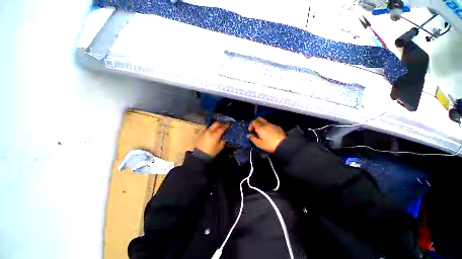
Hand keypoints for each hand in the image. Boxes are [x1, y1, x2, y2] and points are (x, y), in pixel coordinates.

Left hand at [195, 121, 228, 157]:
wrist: (199, 155)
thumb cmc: (211, 152)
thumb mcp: (220, 147)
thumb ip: (223, 140)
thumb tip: (224, 137)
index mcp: (215, 134)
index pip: (222, 128)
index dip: (226, 125)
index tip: (229, 124)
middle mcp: (210, 131)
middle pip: (216, 124)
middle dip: (221, 123)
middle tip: (224, 125)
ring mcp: (205, 132)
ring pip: (212, 126)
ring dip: (216, 126)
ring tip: (219, 128)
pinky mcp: (202, 134)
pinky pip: (209, 129)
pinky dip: (212, 129)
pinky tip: (214, 132)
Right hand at [248, 117, 285, 152]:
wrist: (284, 145)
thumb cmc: (269, 145)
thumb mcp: (259, 144)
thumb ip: (253, 139)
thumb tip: (249, 135)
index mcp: (260, 127)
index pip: (253, 122)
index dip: (250, 126)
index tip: (251, 131)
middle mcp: (265, 124)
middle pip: (259, 118)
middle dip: (255, 122)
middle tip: (255, 129)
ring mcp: (272, 124)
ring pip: (264, 121)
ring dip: (261, 124)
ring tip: (261, 132)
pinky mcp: (277, 127)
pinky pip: (270, 124)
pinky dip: (267, 126)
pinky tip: (268, 133)